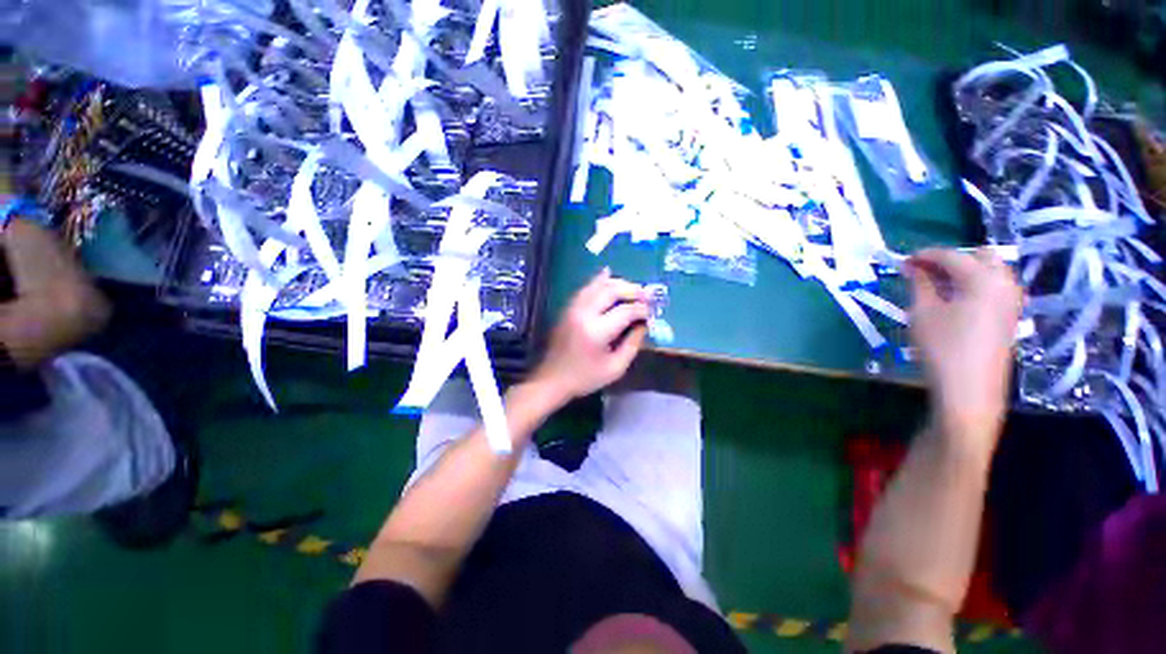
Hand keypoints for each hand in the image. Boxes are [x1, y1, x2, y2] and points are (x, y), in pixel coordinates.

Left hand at [531, 269, 648, 402]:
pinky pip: (586, 288)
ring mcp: (573, 308)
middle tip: (646, 294)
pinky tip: (608, 274)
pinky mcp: (568, 308)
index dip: (642, 309)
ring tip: (633, 288)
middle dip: (632, 289)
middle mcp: (584, 313)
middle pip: (611, 290)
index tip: (651, 312)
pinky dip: (599, 280)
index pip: (626, 311)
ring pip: (597, 285)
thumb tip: (643, 323)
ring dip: (617, 282)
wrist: (552, 379)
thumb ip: (633, 343)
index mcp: (597, 331)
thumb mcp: (616, 368)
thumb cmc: (585, 377)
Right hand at [906, 248, 1022, 451]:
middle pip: (980, 255)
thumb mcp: (922, 313)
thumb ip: (919, 284)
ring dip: (965, 271)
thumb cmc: (942, 348)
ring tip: (937, 286)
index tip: (903, 261)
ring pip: (991, 270)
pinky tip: (955, 301)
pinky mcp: (1010, 315)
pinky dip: (975, 285)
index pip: (951, 255)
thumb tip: (911, 266)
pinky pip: (995, 287)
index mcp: (982, 278)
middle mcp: (1004, 283)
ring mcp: (1012, 300)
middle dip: (951, 258)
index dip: (925, 255)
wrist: (969, 389)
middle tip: (924, 272)